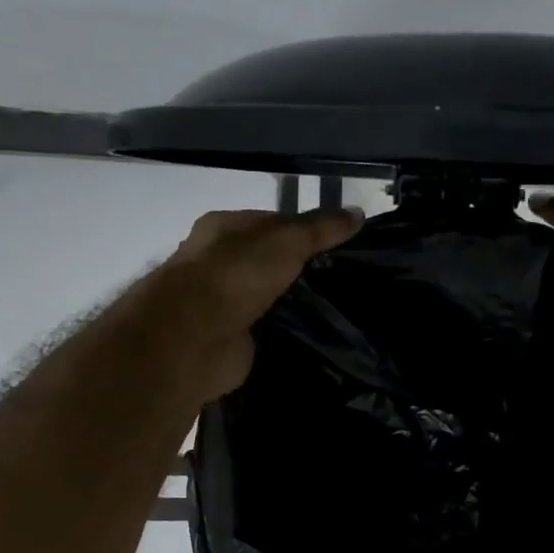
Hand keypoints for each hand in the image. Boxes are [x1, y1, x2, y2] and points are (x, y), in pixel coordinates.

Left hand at [147, 206, 361, 399]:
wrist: (195, 335)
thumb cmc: (236, 273)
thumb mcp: (287, 240)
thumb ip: (322, 228)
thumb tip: (358, 214)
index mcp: (224, 228)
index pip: (271, 223)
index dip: (306, 231)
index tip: (342, 246)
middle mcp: (219, 263)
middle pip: (271, 262)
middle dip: (303, 270)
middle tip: (345, 281)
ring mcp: (223, 303)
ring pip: (270, 298)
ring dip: (296, 304)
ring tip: (341, 311)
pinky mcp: (231, 338)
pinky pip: (268, 330)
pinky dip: (287, 333)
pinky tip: (317, 336)